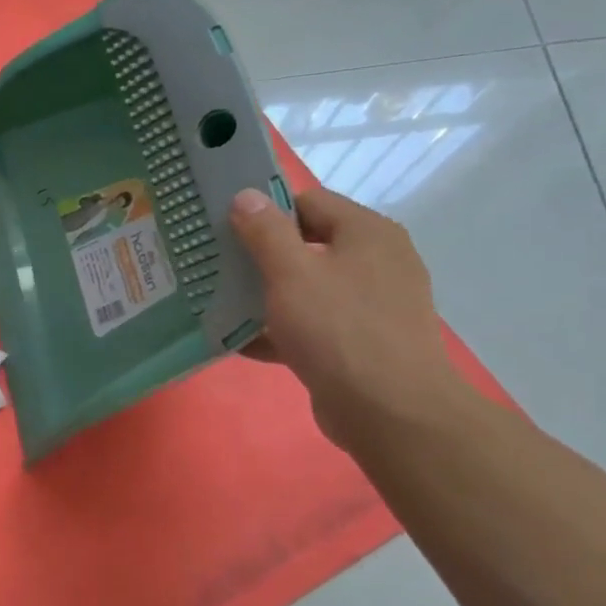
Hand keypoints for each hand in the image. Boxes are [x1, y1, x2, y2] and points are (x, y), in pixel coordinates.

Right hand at [228, 186, 466, 448]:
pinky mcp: (359, 343)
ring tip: (219, 302)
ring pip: (308, 288)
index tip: (226, 227)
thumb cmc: (338, 328)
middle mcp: (376, 262)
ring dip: (266, 295)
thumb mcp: (291, 273)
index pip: (310, 202)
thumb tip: (245, 195)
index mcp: (367, 233)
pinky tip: (239, 341)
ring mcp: (371, 305)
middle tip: (217, 264)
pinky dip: (279, 330)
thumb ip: (265, 232)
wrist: (388, 410)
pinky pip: (312, 326)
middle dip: (261, 255)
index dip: (267, 209)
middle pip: (308, 245)